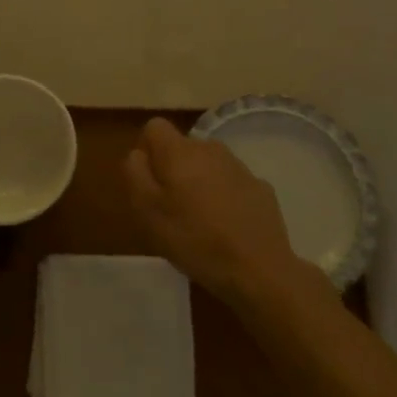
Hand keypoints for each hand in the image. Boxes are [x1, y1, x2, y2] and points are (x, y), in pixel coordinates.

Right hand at [124, 117, 310, 306]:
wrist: (259, 269)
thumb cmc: (195, 240)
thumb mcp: (148, 212)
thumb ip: (136, 174)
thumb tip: (138, 153)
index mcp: (180, 152)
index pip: (154, 127)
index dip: (146, 149)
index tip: (148, 180)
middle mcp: (210, 148)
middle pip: (182, 147)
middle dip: (173, 169)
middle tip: (171, 207)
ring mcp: (239, 167)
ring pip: (208, 164)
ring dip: (199, 181)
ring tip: (200, 219)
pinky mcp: (260, 186)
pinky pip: (231, 182)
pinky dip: (224, 195)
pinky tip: (227, 226)